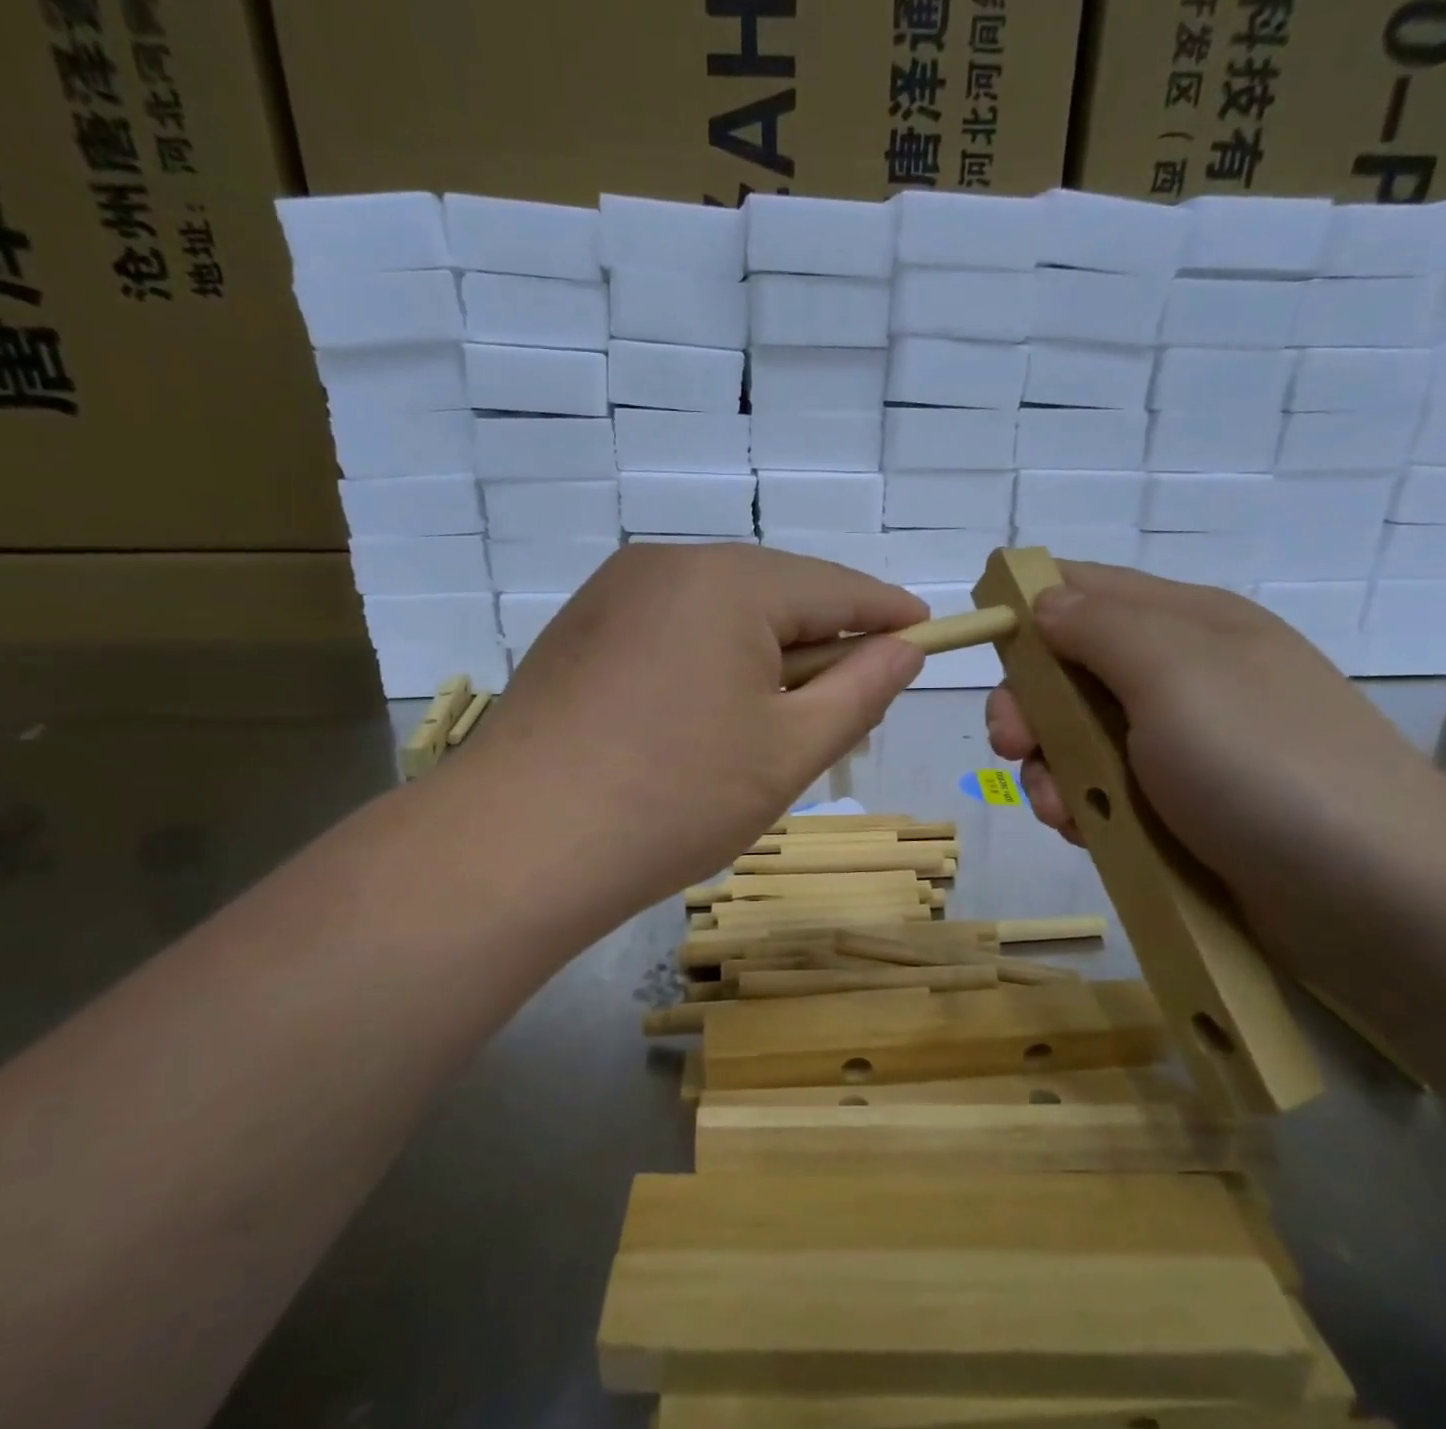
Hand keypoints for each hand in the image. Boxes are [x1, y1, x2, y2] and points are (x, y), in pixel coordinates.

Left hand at [459, 544, 925, 922]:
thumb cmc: (674, 798)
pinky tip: (706, 718)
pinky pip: (672, 630)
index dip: (888, 614)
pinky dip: (710, 662)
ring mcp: (613, 594)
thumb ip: (860, 691)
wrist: (517, 846)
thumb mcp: (789, 750)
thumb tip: (904, 650)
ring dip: (764, 656)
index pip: (835, 586)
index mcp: (727, 580)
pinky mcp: (580, 631)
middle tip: (854, 701)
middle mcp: (666, 564)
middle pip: (774, 593)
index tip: (928, 636)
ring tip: (778, 721)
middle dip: (822, 642)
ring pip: (720, 612)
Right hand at [985, 563, 1445, 930]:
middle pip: (1068, 671)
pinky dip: (1082, 809)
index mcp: (1185, 623)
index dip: (1027, 608)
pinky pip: (1104, 792)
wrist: (1376, 897)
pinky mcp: (1181, 808)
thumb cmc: (1263, 764)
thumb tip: (1042, 600)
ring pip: (1078, 739)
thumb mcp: (1175, 673)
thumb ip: (1098, 628)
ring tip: (1062, 811)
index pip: (1084, 588)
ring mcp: (1182, 746)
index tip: (986, 649)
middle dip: (1029, 708)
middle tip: (1014, 747)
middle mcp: (1181, 676)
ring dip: (1051, 770)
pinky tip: (1087, 833)